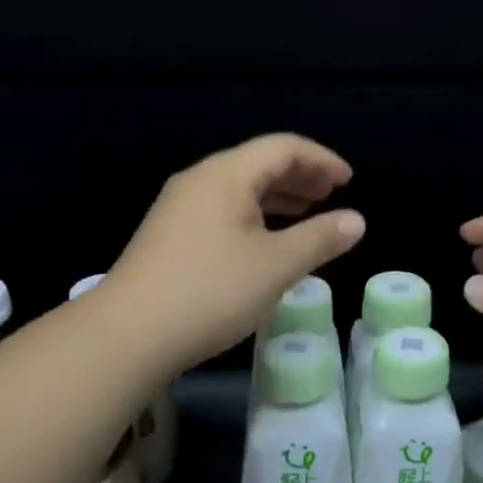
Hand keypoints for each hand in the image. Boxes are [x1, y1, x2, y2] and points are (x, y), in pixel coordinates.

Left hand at [107, 134, 365, 373]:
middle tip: (333, 193)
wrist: (126, 335)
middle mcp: (200, 180)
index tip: (349, 180)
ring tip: (308, 213)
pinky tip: (266, 241)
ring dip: (278, 196)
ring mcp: (179, 207)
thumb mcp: (276, 266)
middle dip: (301, 175)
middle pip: (259, 163)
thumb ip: (320, 239)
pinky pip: (223, 209)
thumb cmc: (210, 292)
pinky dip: (255, 215)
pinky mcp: (169, 235)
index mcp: (226, 175)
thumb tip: (356, 220)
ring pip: (239, 188)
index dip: (321, 159)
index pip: (283, 147)